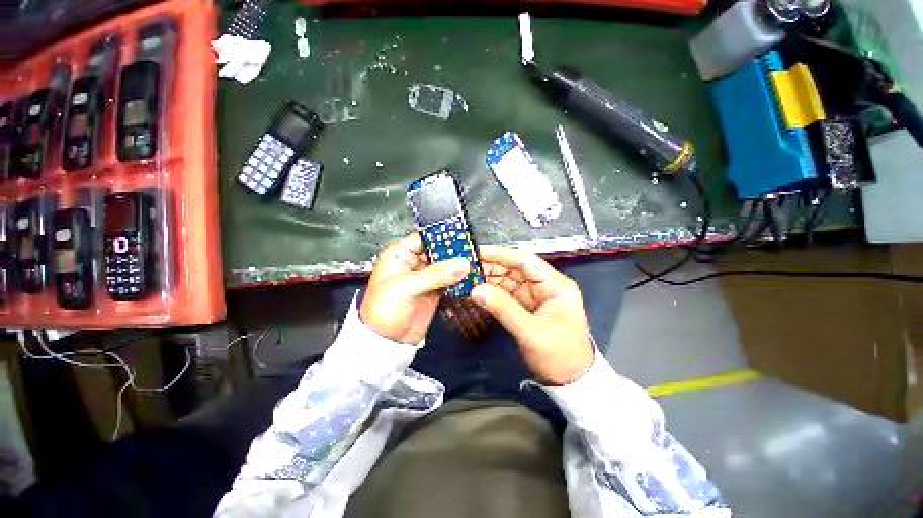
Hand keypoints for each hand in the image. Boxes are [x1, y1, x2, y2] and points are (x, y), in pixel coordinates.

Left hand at [361, 233, 469, 344]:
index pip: (422, 238)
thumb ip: (434, 275)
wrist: (386, 343)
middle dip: (454, 250)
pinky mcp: (434, 290)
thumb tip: (462, 263)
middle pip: (437, 250)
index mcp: (399, 255)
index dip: (440, 235)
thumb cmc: (384, 311)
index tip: (461, 234)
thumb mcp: (405, 288)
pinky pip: (449, 279)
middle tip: (473, 249)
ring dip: (458, 264)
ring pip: (445, 265)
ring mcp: (425, 277)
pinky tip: (471, 275)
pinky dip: (459, 278)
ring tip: (476, 261)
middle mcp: (413, 263)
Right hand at [470, 246, 593, 385]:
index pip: (526, 261)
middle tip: (466, 266)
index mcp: (555, 285)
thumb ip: (503, 308)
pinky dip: (493, 293)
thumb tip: (475, 290)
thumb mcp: (531, 332)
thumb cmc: (559, 355)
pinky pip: (508, 295)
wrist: (570, 382)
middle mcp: (546, 286)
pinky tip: (477, 290)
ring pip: (509, 281)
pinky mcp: (528, 307)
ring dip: (490, 279)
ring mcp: (536, 297)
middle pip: (516, 269)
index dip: (501, 255)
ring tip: (467, 277)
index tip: (478, 251)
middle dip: (492, 267)